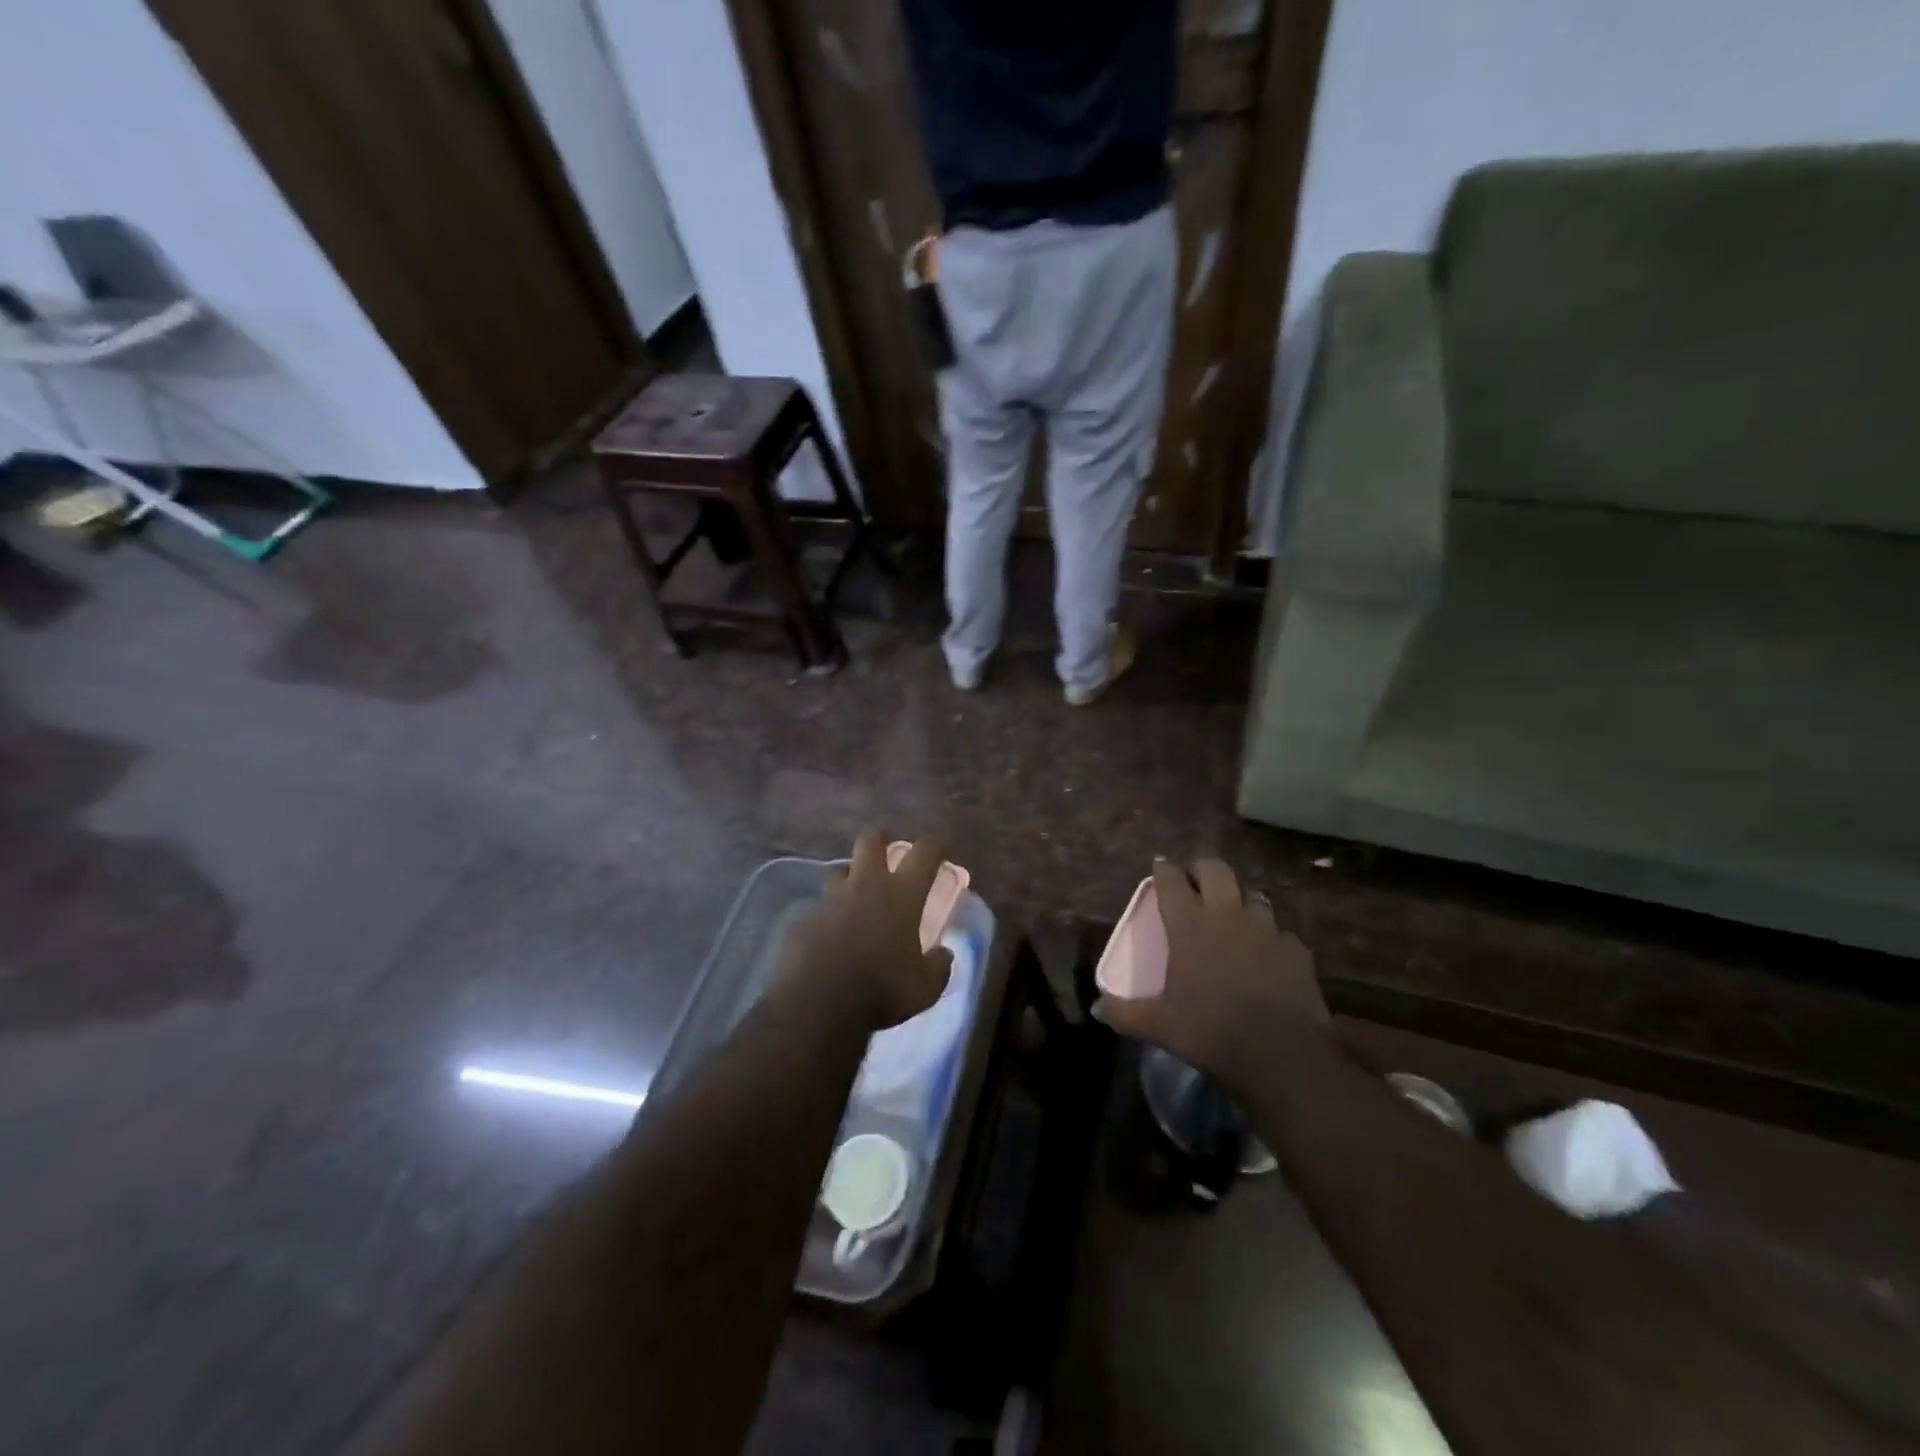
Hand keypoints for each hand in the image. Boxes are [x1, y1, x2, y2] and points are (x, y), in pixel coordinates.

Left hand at [776, 829, 954, 1030]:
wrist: (816, 1003)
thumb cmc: (881, 990)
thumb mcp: (925, 987)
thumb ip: (938, 966)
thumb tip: (945, 954)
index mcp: (902, 894)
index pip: (925, 852)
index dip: (935, 846)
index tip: (940, 851)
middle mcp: (866, 885)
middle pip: (871, 840)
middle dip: (881, 840)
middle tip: (888, 855)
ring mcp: (831, 899)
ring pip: (841, 870)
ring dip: (851, 878)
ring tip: (857, 898)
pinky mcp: (805, 918)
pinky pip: (820, 907)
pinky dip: (829, 915)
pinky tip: (831, 936)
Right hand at [1094, 859, 1330, 1092]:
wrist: (1282, 1053)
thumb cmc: (1211, 1031)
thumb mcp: (1160, 1025)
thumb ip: (1125, 1013)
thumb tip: (1096, 1009)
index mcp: (1190, 925)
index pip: (1172, 880)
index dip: (1164, 869)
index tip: (1160, 866)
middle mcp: (1227, 915)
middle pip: (1216, 869)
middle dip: (1202, 869)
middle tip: (1195, 884)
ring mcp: (1266, 929)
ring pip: (1253, 895)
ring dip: (1240, 900)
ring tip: (1233, 917)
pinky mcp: (1296, 949)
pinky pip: (1280, 932)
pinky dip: (1270, 938)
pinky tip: (1267, 955)